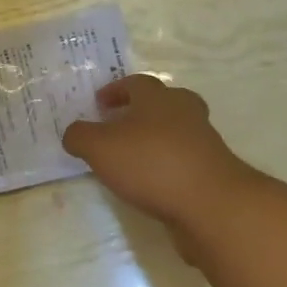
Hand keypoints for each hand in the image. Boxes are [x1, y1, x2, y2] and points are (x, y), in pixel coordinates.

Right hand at [62, 75, 250, 226]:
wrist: (211, 204)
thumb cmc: (151, 164)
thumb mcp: (100, 148)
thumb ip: (80, 136)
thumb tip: (73, 133)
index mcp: (157, 97)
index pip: (135, 83)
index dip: (115, 90)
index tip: (99, 103)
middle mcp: (184, 111)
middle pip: (163, 101)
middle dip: (141, 110)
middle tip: (120, 124)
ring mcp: (203, 141)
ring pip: (176, 130)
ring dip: (155, 138)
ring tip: (132, 158)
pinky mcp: (212, 170)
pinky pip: (184, 159)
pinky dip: (167, 165)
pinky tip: (151, 183)